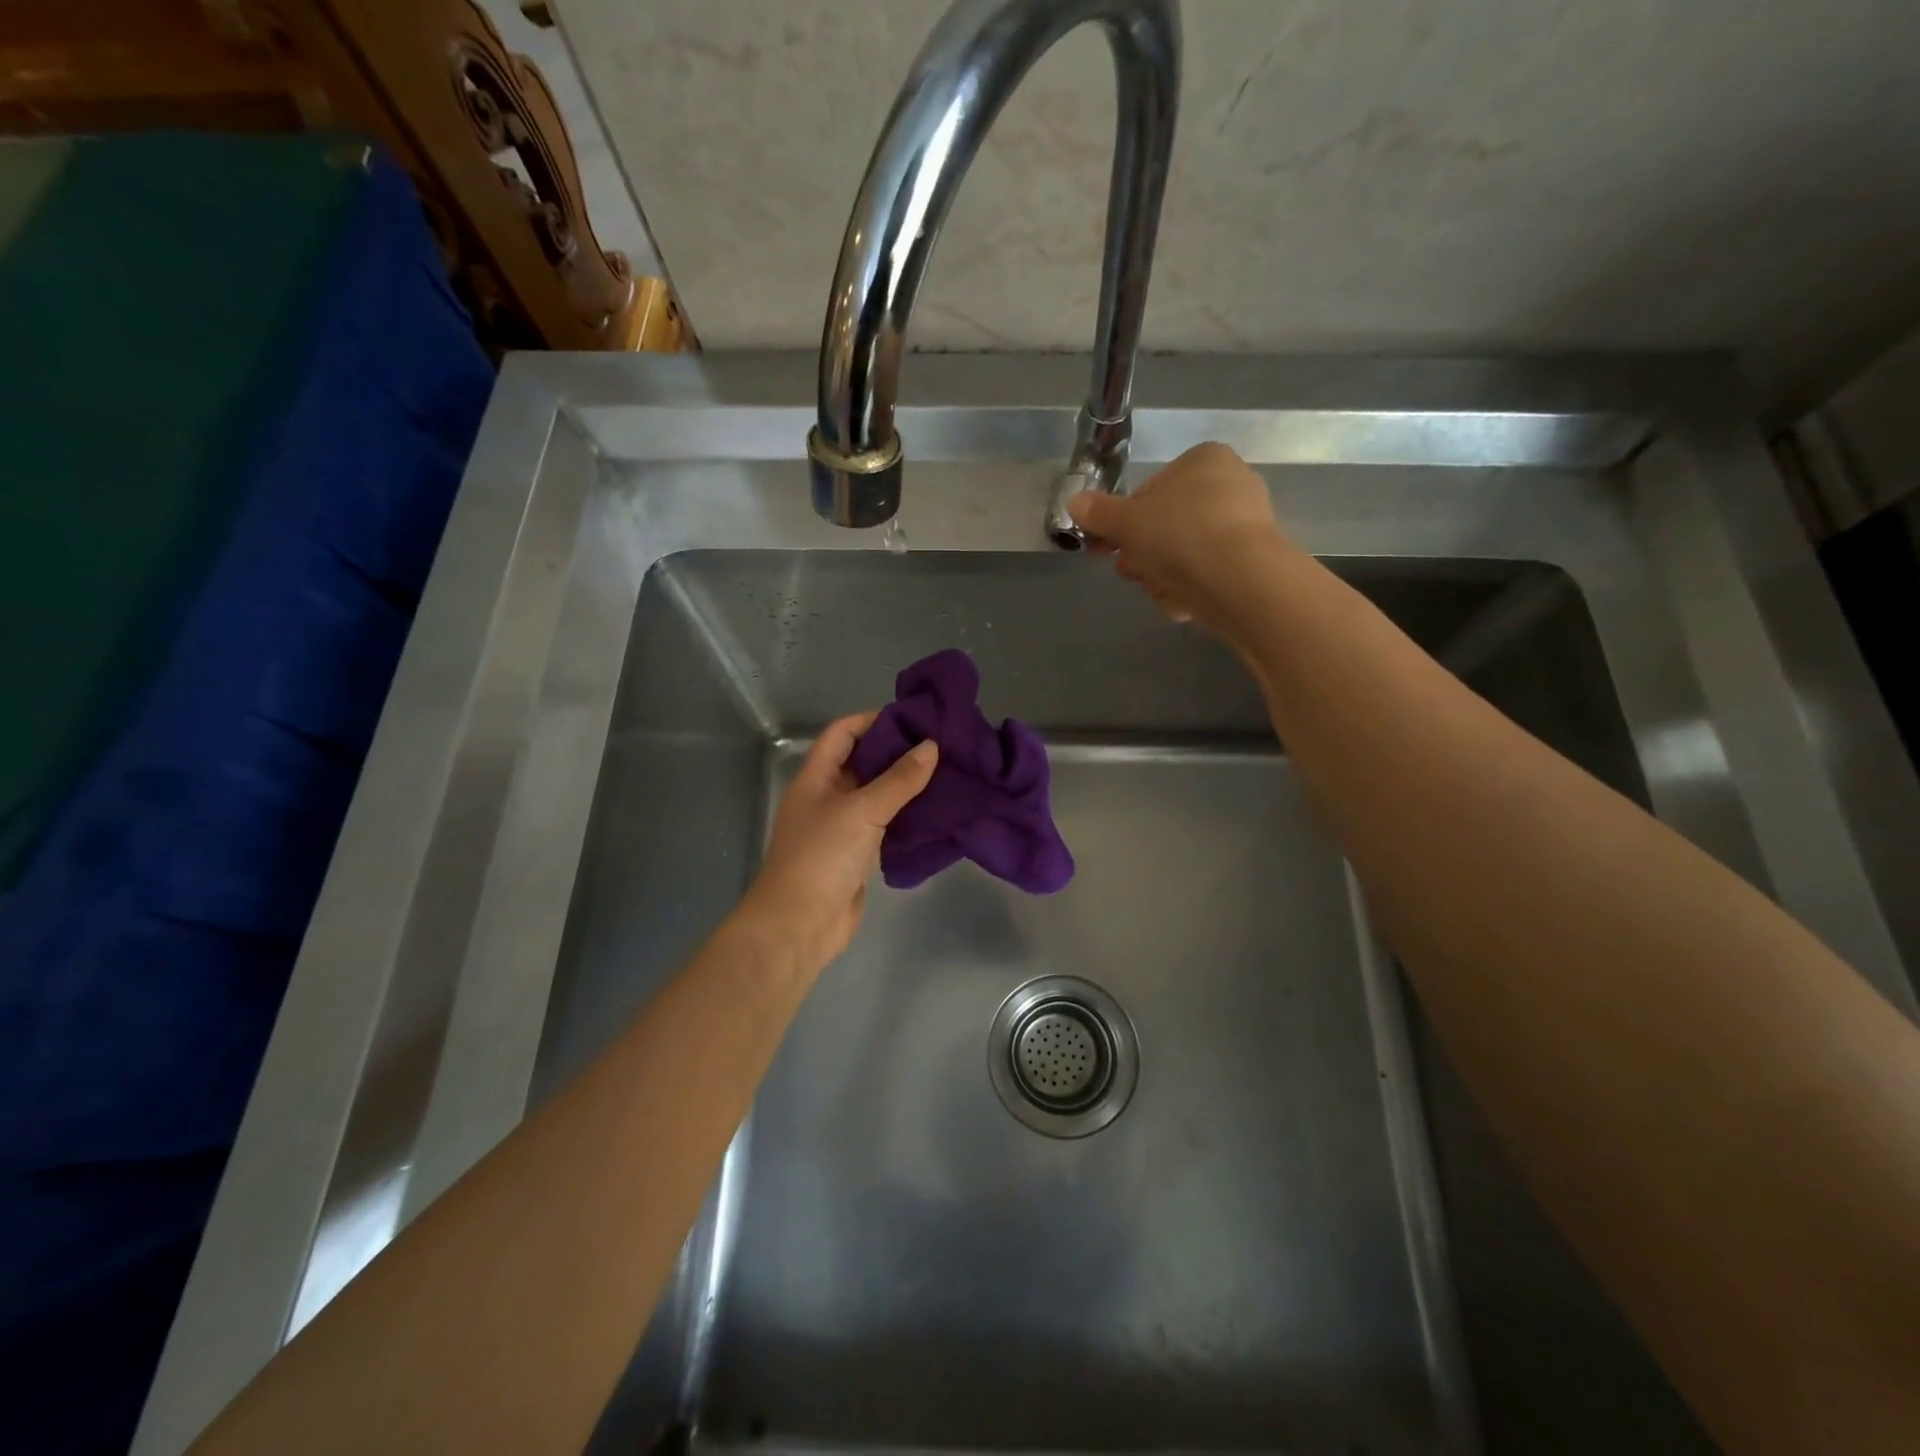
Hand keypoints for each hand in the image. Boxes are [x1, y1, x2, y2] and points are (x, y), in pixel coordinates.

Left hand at [739, 712, 938, 977]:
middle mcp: (827, 797)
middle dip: (897, 752)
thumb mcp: (862, 811)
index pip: (843, 733)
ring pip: (876, 795)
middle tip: (940, 745)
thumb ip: (898, 780)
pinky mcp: (856, 854)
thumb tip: (931, 746)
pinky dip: (906, 817)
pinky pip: (884, 825)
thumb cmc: (823, 856)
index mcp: (816, 777)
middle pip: (862, 762)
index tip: (914, 718)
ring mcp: (841, 827)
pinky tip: (936, 812)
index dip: (873, 720)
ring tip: (946, 773)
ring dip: (905, 786)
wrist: (800, 924)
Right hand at [1068, 441, 1292, 632]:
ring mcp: (1246, 526)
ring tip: (1156, 588)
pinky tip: (1182, 602)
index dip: (1122, 521)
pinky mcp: (1252, 563)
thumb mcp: (1126, 521)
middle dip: (1141, 552)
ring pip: (1184, 554)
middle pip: (1166, 524)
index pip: (1149, 490)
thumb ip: (1098, 513)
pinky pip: (1207, 574)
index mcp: (1204, 461)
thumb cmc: (1179, 535)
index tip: (1106, 545)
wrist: (1240, 581)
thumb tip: (1073, 503)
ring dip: (1160, 575)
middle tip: (1128, 570)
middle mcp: (1231, 485)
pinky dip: (1189, 588)